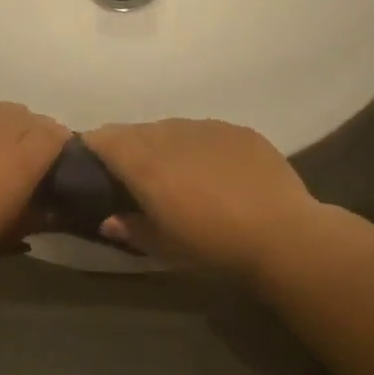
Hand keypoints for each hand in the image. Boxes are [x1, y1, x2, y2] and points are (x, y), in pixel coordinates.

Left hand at [0, 90, 68, 283]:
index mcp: (23, 161)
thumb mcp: (8, 239)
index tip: (60, 157)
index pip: (54, 135)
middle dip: (34, 129)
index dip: (61, 143)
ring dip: (4, 116)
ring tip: (1, 132)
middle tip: (31, 149)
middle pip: (26, 117)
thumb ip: (35, 217)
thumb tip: (53, 209)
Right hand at [82, 118, 319, 279]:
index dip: (93, 148)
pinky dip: (199, 146)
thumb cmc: (212, 245)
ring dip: (164, 145)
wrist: (281, 234)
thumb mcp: (164, 246)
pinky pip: (205, 132)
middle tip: (134, 176)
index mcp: (144, 163)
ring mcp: (207, 128)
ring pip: (172, 129)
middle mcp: (170, 135)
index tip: (92, 165)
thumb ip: (131, 228)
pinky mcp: (238, 131)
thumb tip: (108, 220)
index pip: (104, 139)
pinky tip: (214, 171)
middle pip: (136, 131)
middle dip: (128, 147)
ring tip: (177, 173)